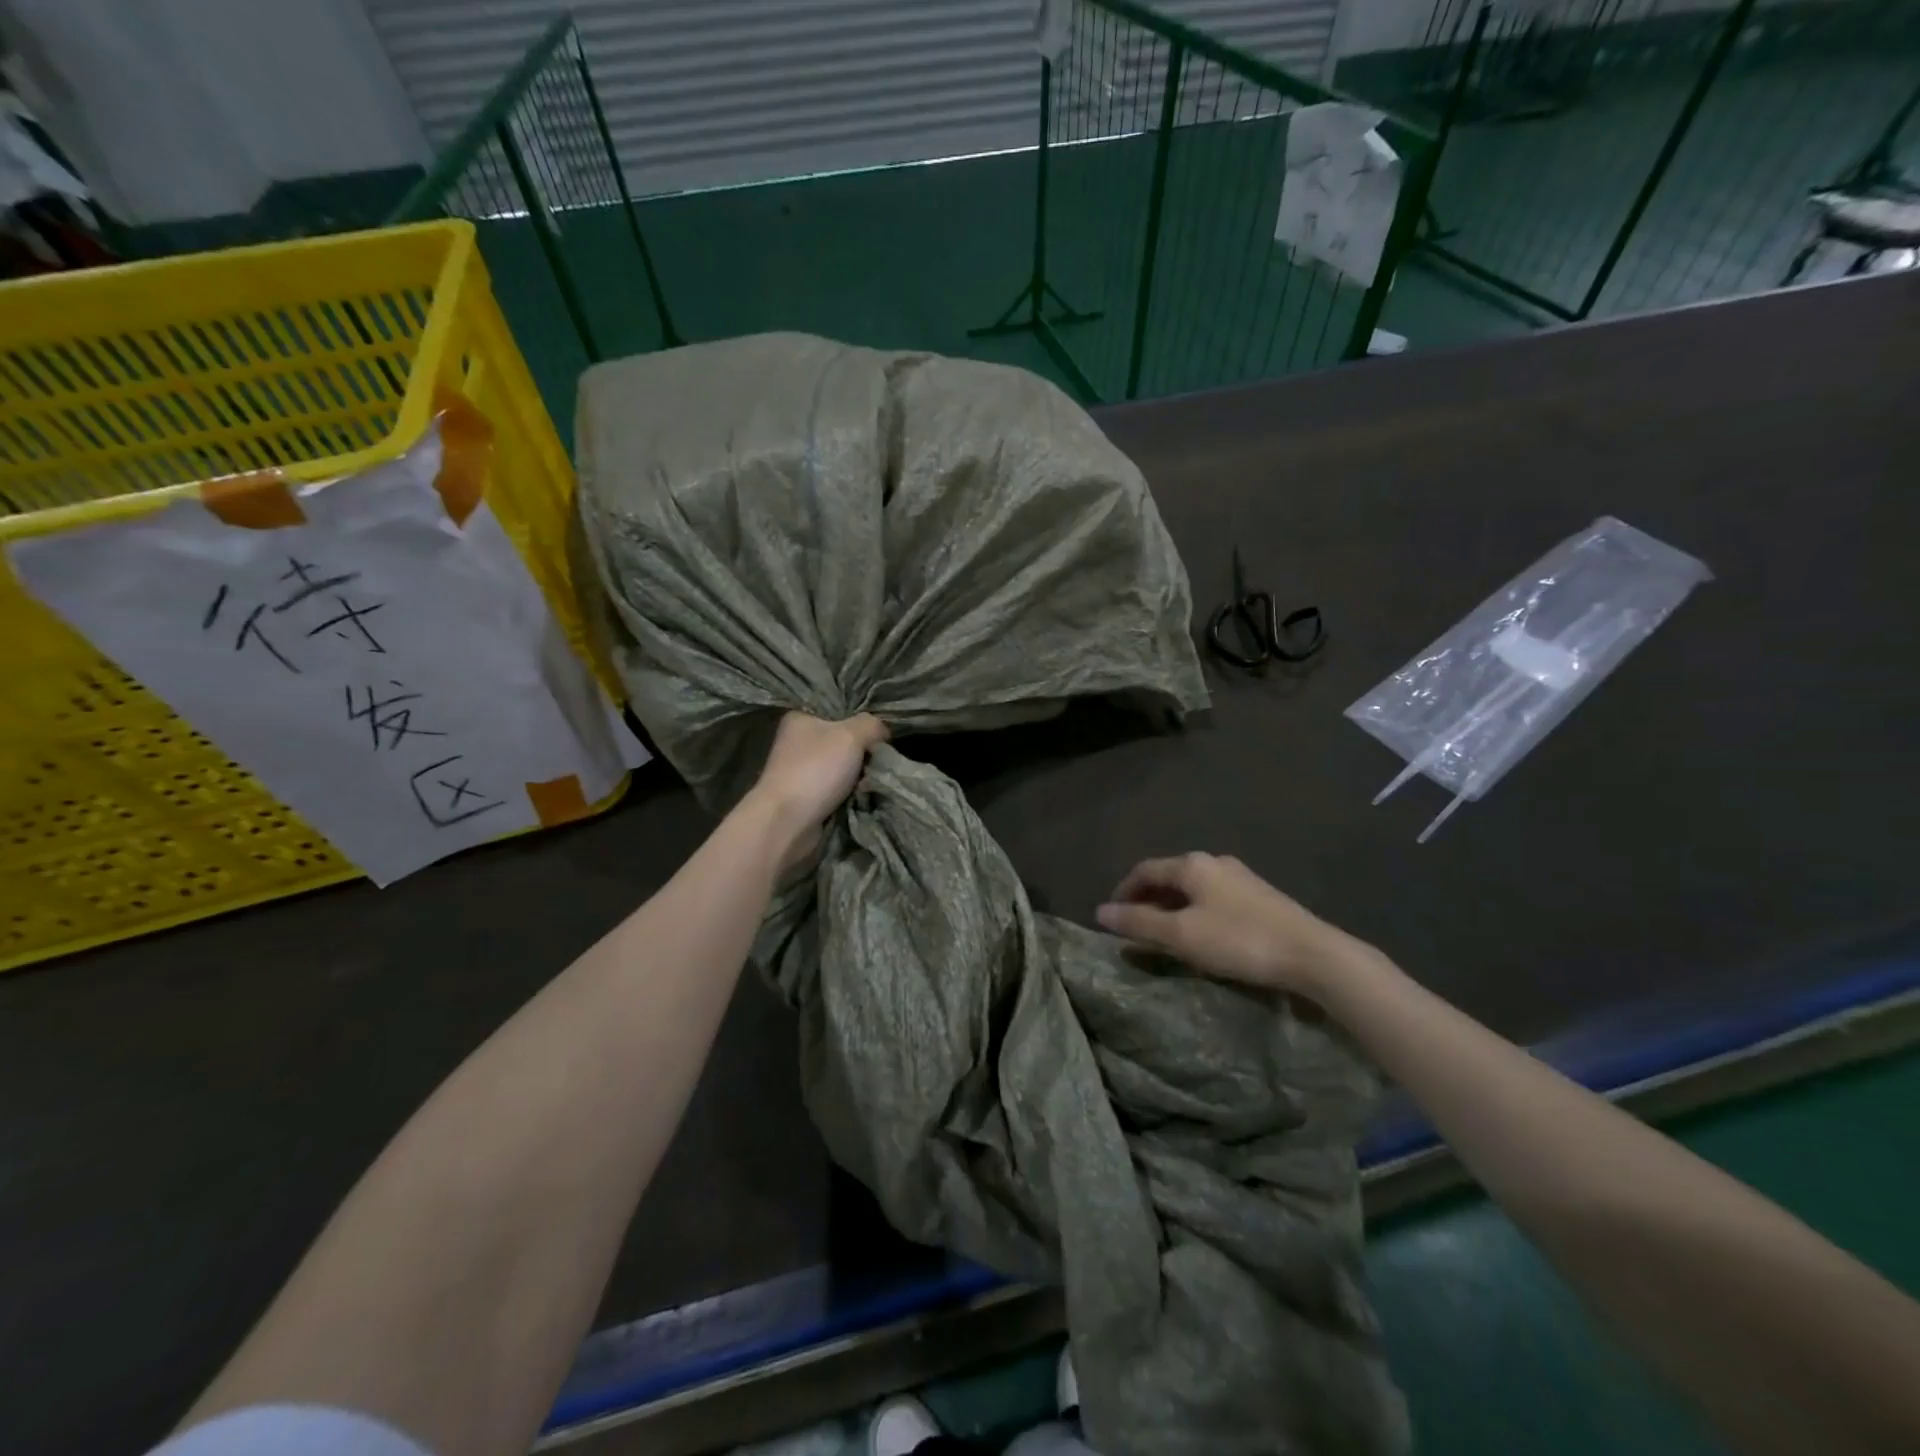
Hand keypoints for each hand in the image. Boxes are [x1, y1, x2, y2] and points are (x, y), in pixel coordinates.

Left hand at [749, 711, 888, 856]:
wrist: (787, 822)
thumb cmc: (816, 770)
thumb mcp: (851, 735)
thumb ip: (872, 725)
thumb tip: (883, 731)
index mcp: (800, 718)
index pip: (839, 711)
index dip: (862, 720)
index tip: (882, 732)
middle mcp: (797, 742)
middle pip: (843, 740)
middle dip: (864, 751)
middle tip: (883, 757)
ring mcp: (800, 771)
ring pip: (843, 767)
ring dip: (860, 775)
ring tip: (876, 779)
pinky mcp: (806, 797)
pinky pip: (838, 789)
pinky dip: (851, 794)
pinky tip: (865, 795)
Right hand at [1095, 853, 1364, 997]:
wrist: (1313, 954)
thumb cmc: (1239, 940)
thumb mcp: (1182, 935)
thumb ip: (1139, 922)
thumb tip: (1101, 912)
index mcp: (1192, 865)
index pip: (1144, 870)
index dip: (1123, 891)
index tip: (1111, 917)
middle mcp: (1214, 862)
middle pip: (1169, 877)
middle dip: (1147, 900)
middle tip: (1134, 927)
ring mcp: (1241, 878)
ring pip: (1192, 888)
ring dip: (1171, 907)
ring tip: (1163, 935)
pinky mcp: (1260, 897)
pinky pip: (1213, 898)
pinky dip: (1195, 912)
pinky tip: (1200, 935)